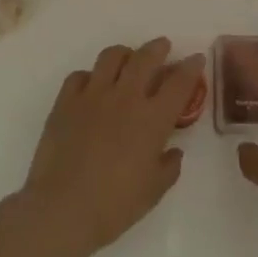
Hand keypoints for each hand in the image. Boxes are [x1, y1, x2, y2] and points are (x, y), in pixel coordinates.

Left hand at [18, 37, 203, 256]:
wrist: (61, 209)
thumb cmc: (114, 205)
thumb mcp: (153, 191)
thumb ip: (169, 166)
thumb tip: (173, 151)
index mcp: (152, 119)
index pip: (179, 82)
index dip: (191, 67)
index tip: (196, 58)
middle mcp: (125, 98)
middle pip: (146, 57)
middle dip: (158, 48)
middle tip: (163, 47)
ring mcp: (93, 95)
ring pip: (111, 56)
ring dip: (125, 54)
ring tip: (127, 60)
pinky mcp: (65, 101)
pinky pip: (79, 76)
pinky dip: (90, 76)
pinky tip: (92, 87)